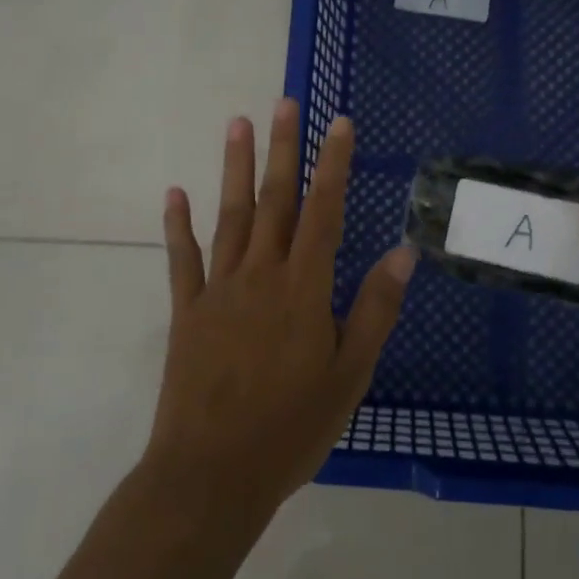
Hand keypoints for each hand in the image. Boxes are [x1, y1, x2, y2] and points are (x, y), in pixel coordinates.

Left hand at [146, 99, 415, 520]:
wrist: (211, 475)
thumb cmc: (291, 428)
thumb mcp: (350, 374)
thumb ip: (375, 308)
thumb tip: (404, 250)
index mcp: (304, 289)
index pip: (325, 212)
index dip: (334, 165)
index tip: (339, 124)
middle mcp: (261, 275)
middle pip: (275, 201)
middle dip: (283, 149)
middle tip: (285, 103)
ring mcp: (219, 290)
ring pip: (230, 216)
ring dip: (235, 168)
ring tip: (238, 123)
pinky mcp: (187, 312)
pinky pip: (183, 259)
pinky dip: (178, 225)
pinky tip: (174, 193)